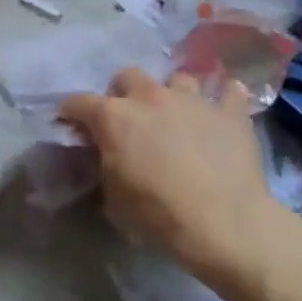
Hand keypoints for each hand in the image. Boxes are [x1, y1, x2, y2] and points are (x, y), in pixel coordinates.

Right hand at [59, 70, 280, 283]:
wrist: (225, 224)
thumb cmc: (159, 214)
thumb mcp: (113, 196)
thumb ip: (105, 165)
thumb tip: (107, 157)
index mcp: (113, 117)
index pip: (78, 102)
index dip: (71, 112)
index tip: (71, 124)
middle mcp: (149, 97)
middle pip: (127, 76)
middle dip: (124, 92)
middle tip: (130, 118)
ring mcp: (192, 100)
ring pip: (178, 78)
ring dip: (173, 94)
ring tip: (177, 114)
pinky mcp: (230, 113)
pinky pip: (230, 92)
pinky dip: (225, 98)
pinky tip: (224, 106)